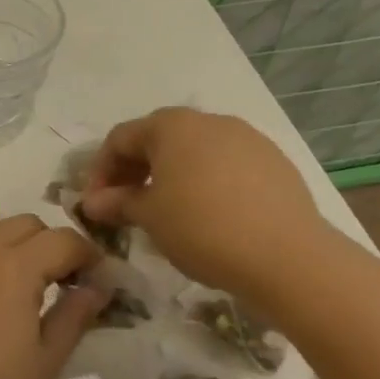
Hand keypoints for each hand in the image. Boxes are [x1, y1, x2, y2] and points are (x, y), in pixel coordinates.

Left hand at [0, 208, 104, 378]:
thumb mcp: (45, 362)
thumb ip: (75, 316)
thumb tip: (98, 286)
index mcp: (16, 267)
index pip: (64, 240)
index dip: (87, 256)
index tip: (93, 279)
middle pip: (26, 223)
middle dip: (48, 246)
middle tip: (53, 282)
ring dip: (4, 236)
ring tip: (6, 274)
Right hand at [79, 107, 333, 308]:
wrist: (287, 257)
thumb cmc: (202, 228)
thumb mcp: (149, 217)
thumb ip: (117, 203)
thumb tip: (92, 202)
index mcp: (172, 126)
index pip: (120, 138)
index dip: (100, 170)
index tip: (94, 203)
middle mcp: (210, 121)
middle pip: (158, 139)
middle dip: (135, 171)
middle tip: (125, 205)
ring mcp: (247, 139)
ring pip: (195, 151)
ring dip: (171, 176)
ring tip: (165, 211)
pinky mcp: (274, 162)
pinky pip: (226, 166)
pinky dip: (206, 183)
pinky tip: (207, 215)